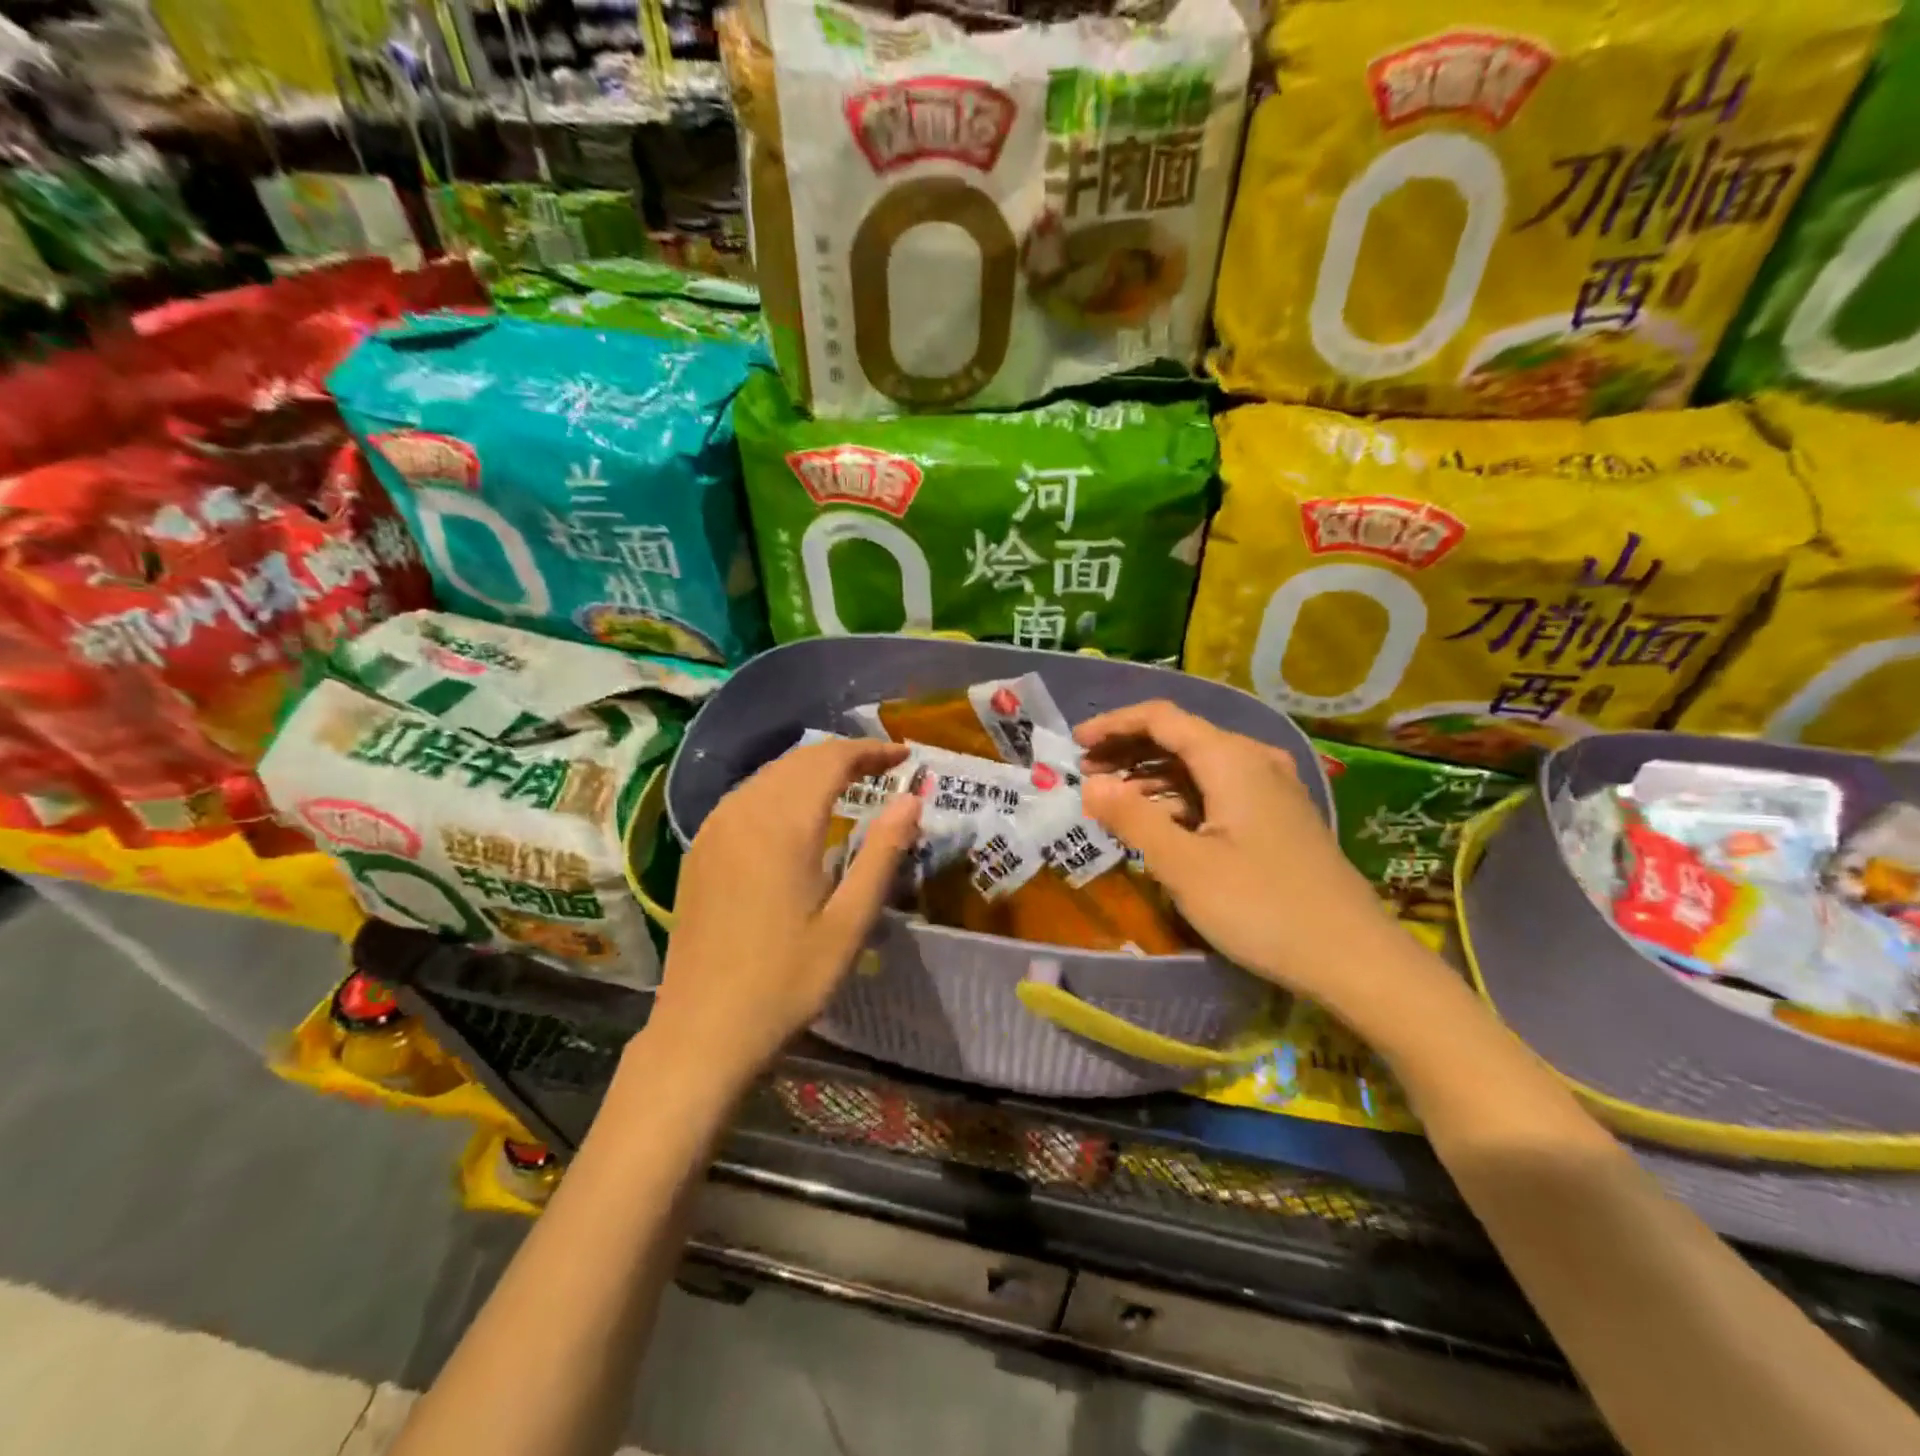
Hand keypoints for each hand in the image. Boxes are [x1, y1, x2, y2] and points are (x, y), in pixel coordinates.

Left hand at [645, 738, 921, 1088]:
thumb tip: (911, 799)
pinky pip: (746, 796)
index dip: (870, 751)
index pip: (831, 760)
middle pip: (798, 760)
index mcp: (784, 825)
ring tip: (849, 783)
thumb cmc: (787, 981)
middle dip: (844, 755)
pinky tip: (797, 812)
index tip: (903, 756)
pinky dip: (781, 789)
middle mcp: (744, 812)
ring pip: (769, 774)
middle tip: (883, 768)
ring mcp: (714, 828)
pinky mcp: (700, 849)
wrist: (703, 1031)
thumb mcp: (849, 922)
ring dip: (811, 769)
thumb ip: (882, 853)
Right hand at [1076, 701, 1400, 1001]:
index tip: (1075, 743)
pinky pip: (1217, 790)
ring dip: (1151, 775)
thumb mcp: (1184, 865)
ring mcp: (1271, 789)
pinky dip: (1179, 797)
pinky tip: (1158, 821)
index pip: (1161, 718)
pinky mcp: (1277, 817)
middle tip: (1085, 773)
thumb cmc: (1261, 907)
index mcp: (1231, 759)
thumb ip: (1132, 817)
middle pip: (1180, 737)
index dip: (1113, 724)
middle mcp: (1254, 761)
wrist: (1353, 958)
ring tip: (1111, 797)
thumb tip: (1091, 785)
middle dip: (1128, 750)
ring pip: (1198, 765)